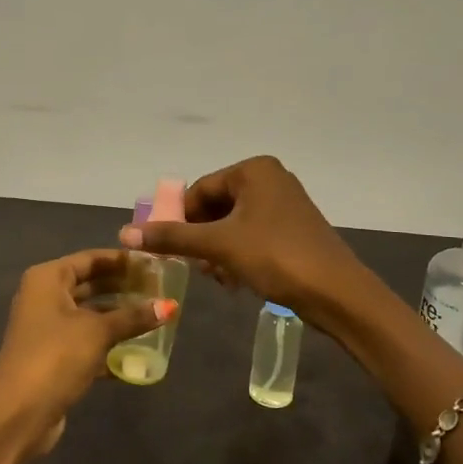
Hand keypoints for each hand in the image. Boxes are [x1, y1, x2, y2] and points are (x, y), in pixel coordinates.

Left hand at [0, 249, 171, 463]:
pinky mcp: (54, 356)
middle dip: (123, 288)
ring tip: (155, 316)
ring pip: (90, 314)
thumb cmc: (55, 357)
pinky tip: (139, 351)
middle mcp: (44, 297)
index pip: (90, 259)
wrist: (18, 414)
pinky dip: (109, 343)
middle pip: (90, 284)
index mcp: (48, 279)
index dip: (122, 260)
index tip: (154, 264)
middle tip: (160, 290)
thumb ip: (133, 317)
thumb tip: (170, 305)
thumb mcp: (97, 332)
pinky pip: (87, 340)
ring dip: (119, 316)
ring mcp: (47, 328)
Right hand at [120, 156, 369, 327]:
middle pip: (216, 207)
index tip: (168, 249)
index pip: (200, 190)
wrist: (337, 293)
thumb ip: (173, 238)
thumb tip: (125, 233)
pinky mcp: (293, 229)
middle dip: (201, 239)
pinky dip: (238, 255)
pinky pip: (252, 235)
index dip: (180, 220)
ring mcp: (284, 204)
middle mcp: (270, 179)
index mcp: (254, 170)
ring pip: (233, 224)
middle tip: (195, 267)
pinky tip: (236, 281)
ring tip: (217, 277)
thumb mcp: (219, 246)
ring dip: (218, 251)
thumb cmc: (275, 257)